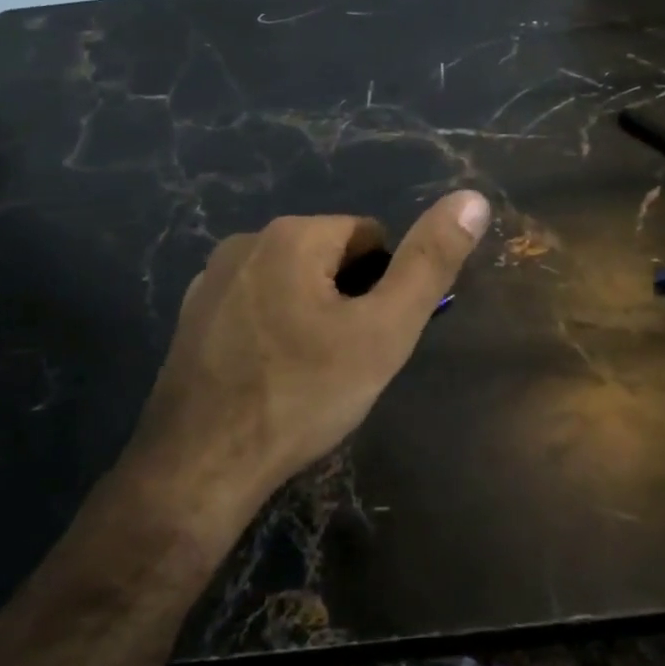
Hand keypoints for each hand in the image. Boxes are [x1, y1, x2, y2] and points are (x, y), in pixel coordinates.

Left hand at [130, 190, 490, 519]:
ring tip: (307, 376)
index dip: (384, 287)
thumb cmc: (302, 395)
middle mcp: (246, 241)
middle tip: (344, 362)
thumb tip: (472, 198)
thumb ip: (429, 263)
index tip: (372, 338)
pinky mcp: (192, 316)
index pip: (369, 237)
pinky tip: (268, 379)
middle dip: (346, 301)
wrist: (199, 467)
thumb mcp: (383, 331)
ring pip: (290, 284)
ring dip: (309, 316)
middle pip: (328, 258)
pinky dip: (271, 332)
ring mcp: (210, 279)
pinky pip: (253, 307)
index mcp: (293, 234)